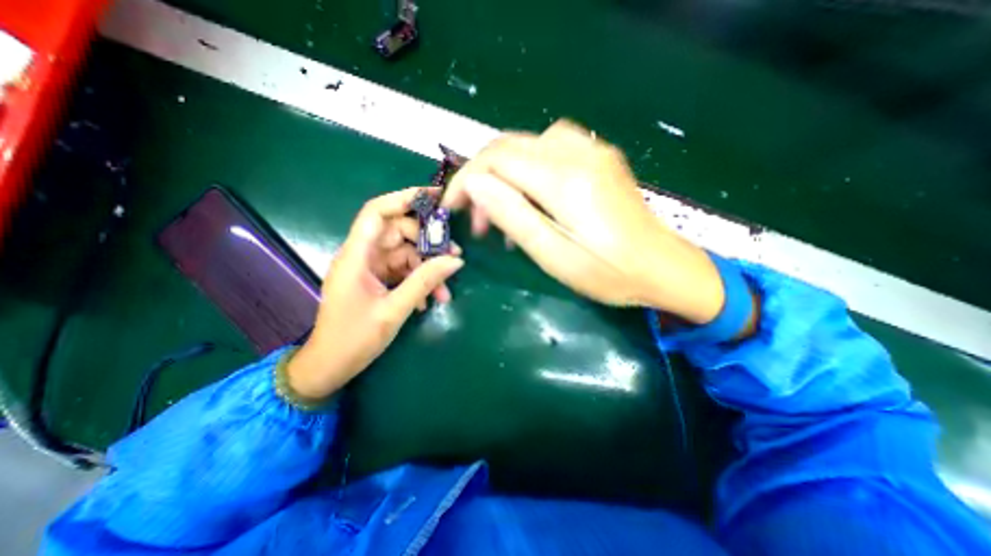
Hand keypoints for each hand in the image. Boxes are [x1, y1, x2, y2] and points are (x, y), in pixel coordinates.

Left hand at [286, 187, 464, 398]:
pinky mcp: (378, 281)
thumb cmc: (354, 339)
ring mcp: (371, 269)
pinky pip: (404, 272)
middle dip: (427, 242)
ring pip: (406, 255)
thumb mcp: (394, 310)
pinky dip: (420, 281)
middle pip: (399, 233)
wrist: (330, 367)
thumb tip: (455, 260)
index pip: (377, 212)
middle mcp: (363, 256)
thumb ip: (425, 282)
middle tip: (453, 255)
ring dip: (428, 269)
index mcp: (357, 256)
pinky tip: (431, 300)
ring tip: (446, 290)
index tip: (435, 198)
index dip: (404, 199)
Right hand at [445, 119, 724, 322]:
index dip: (466, 180)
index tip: (453, 208)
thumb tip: (477, 186)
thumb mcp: (555, 256)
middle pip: (509, 146)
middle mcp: (579, 152)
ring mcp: (593, 151)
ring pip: (527, 145)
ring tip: (503, 213)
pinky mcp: (599, 158)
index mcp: (566, 180)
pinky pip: (549, 151)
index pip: (497, 160)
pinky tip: (531, 199)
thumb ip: (514, 216)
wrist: (665, 268)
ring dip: (503, 174)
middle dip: (481, 178)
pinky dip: (527, 171)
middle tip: (478, 219)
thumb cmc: (610, 274)